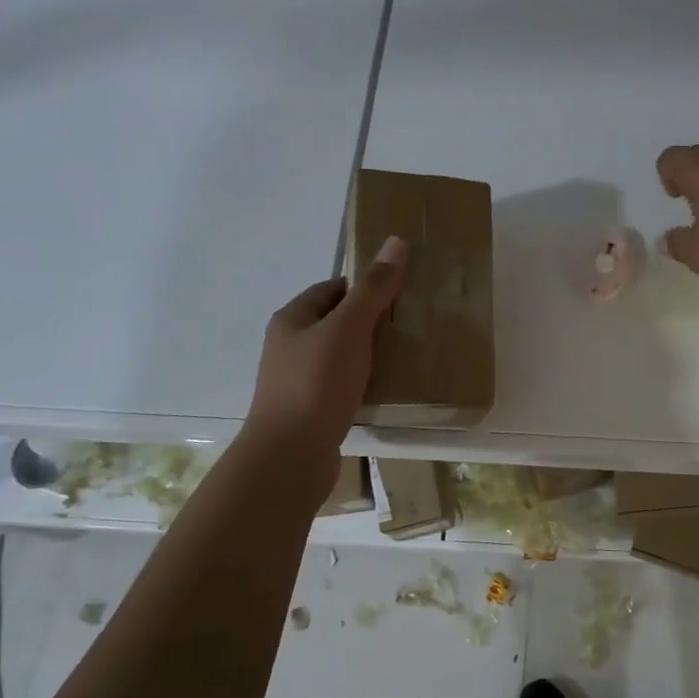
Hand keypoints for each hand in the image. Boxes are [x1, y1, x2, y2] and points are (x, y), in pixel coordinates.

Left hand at [244, 237, 407, 456]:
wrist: (290, 455)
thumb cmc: (316, 383)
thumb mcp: (349, 328)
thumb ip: (374, 289)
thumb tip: (396, 242)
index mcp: (292, 319)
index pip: (332, 289)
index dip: (365, 287)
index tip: (399, 295)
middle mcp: (290, 346)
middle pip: (336, 322)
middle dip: (370, 322)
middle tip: (408, 325)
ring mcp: (297, 381)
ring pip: (340, 356)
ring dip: (368, 354)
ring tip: (404, 357)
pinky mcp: (310, 410)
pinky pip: (341, 386)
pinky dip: (363, 383)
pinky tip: (385, 390)